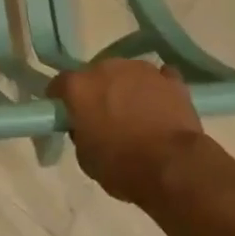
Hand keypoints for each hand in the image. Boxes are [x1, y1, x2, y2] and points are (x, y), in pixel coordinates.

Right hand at [50, 59, 211, 205]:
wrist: (174, 167)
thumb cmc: (122, 166)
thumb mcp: (86, 158)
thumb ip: (80, 133)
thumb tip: (85, 126)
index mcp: (79, 86)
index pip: (60, 84)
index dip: (61, 99)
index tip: (66, 114)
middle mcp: (106, 68)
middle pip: (95, 75)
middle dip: (97, 92)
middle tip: (104, 116)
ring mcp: (140, 69)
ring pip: (127, 74)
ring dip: (127, 88)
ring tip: (137, 114)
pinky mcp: (170, 79)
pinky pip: (159, 78)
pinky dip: (157, 89)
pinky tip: (161, 107)